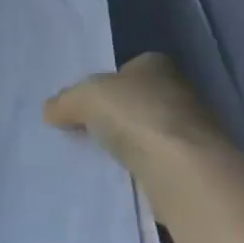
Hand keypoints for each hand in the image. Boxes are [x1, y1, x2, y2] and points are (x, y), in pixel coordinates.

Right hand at [43, 52, 226, 170]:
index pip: (127, 68)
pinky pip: (158, 162)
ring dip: (131, 144)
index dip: (106, 83)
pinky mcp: (194, 166)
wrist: (182, 170)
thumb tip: (49, 110)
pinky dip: (142, 169)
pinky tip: (123, 179)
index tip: (87, 103)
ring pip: (149, 132)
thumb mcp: (86, 97)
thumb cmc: (135, 115)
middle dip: (118, 114)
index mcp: (155, 64)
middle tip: (89, 130)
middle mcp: (178, 90)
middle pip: (139, 100)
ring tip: (101, 158)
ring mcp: (190, 130)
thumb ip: (66, 101)